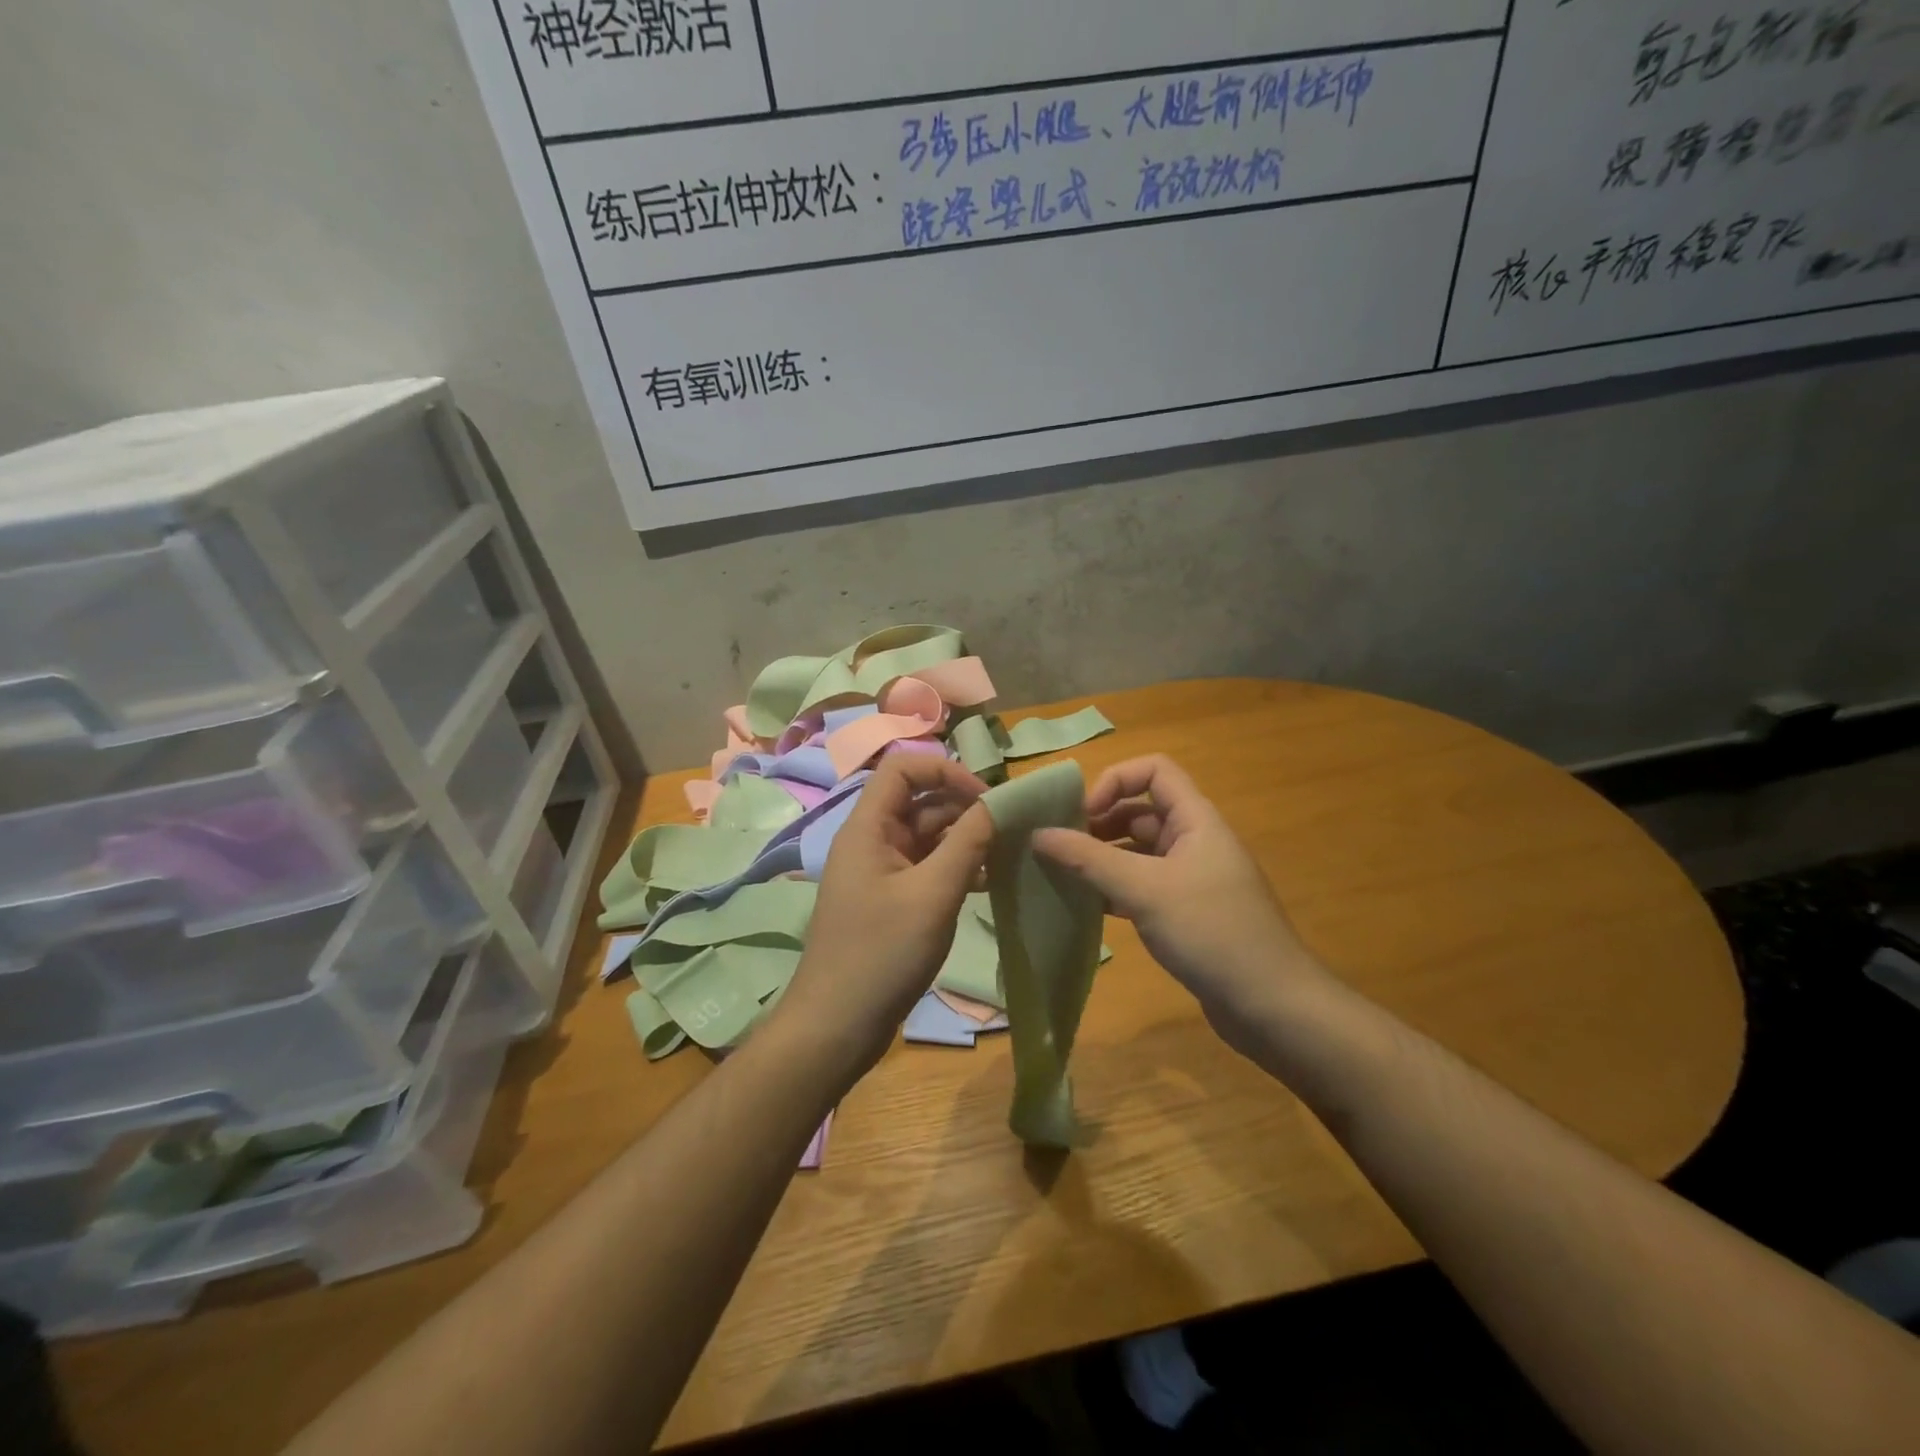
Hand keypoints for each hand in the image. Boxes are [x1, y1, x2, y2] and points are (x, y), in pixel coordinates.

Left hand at [775, 754, 993, 1078]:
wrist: (836, 1026)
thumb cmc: (882, 954)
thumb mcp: (933, 894)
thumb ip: (967, 843)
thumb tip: (998, 803)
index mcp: (868, 828)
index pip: (903, 768)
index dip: (945, 770)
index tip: (985, 798)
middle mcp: (871, 842)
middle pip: (919, 801)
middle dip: (964, 807)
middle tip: (1009, 829)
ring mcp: (880, 872)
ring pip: (927, 836)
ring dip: (965, 840)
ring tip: (1006, 856)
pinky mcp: (891, 901)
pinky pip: (926, 868)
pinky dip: (955, 868)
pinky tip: (987, 883)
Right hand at [1033, 755, 1326, 1054]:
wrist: (1272, 1007)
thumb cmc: (1211, 933)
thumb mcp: (1145, 890)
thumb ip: (1089, 859)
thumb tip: (1037, 833)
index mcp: (1196, 820)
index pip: (1154, 770)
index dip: (1115, 780)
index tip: (1082, 815)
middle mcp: (1195, 841)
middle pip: (1141, 811)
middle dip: (1099, 822)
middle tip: (1059, 848)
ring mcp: (1192, 879)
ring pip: (1138, 852)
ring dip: (1102, 858)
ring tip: (1063, 876)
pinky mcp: (1187, 913)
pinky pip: (1143, 886)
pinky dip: (1115, 889)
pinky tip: (1087, 907)